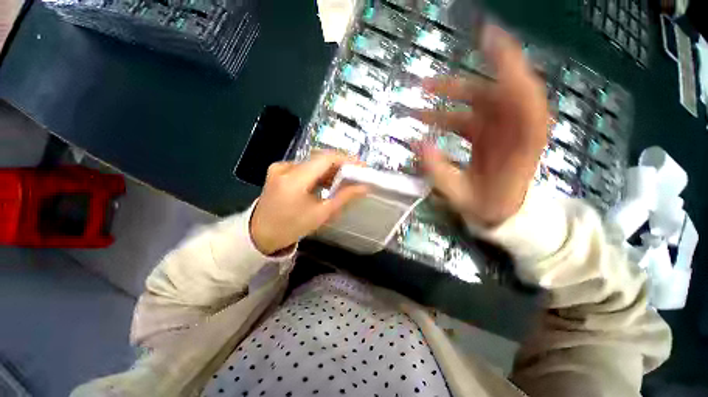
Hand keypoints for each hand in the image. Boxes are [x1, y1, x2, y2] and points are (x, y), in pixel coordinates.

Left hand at [250, 152, 368, 254]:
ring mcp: (279, 167)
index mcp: (294, 179)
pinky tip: (326, 182)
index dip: (346, 159)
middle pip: (319, 159)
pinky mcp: (278, 170)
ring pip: (312, 162)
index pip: (325, 159)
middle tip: (356, 173)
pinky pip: (304, 167)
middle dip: (340, 165)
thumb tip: (363, 187)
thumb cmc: (292, 227)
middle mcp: (285, 167)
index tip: (361, 166)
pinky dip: (318, 173)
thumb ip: (343, 197)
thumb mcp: (321, 214)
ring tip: (344, 180)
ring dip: (329, 169)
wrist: (260, 234)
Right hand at [416, 25, 548, 226]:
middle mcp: (513, 126)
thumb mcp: (462, 196)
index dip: (508, 64)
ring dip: (448, 95)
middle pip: (491, 91)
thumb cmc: (489, 206)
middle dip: (458, 84)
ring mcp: (500, 127)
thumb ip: (440, 173)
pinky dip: (449, 109)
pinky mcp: (488, 132)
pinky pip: (468, 112)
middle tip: (425, 83)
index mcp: (520, 142)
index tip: (488, 38)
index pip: (521, 95)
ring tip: (418, 98)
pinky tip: (428, 115)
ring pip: (476, 100)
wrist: (503, 211)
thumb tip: (418, 144)